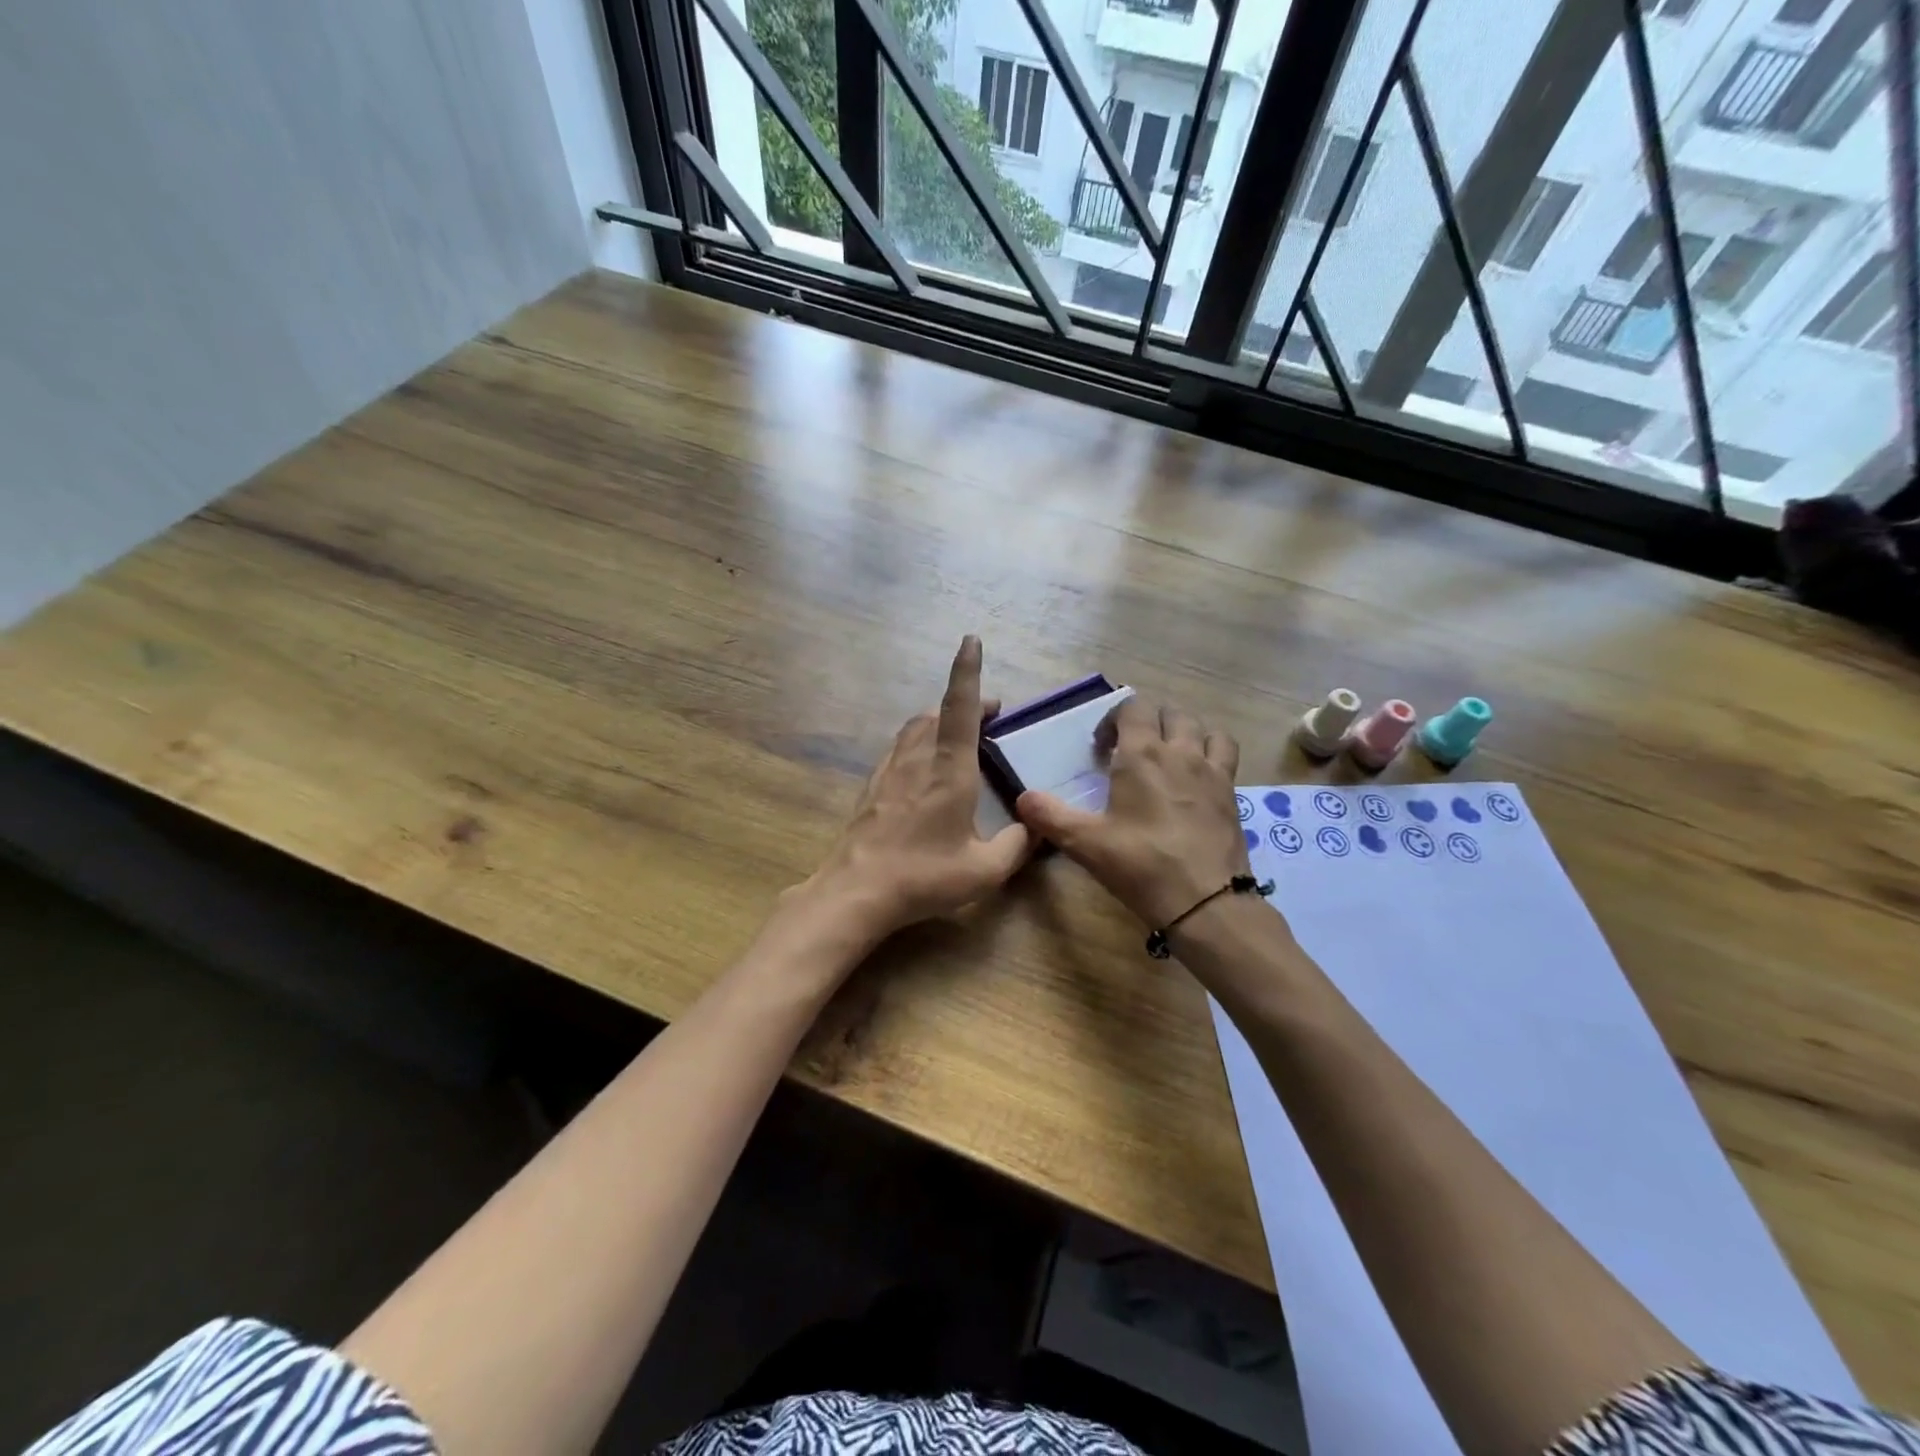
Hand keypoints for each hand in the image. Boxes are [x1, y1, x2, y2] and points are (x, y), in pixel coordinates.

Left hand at [801, 636, 1032, 943]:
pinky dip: (919, 741)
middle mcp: (918, 759)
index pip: (960, 708)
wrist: (856, 890)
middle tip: (990, 716)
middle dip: (965, 704)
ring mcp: (890, 770)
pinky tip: (925, 766)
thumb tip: (1035, 827)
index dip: (967, 672)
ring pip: (915, 727)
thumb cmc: (924, 876)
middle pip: (937, 713)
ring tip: (960, 736)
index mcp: (949, 770)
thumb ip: (1017, 846)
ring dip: (939, 720)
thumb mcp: (985, 870)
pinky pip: (900, 748)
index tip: (970, 641)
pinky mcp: (873, 786)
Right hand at [1017, 698, 1246, 928]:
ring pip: (1202, 728)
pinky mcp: (1232, 793)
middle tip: (1130, 752)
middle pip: (1169, 713)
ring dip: (1182, 732)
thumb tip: (1022, 798)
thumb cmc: (1141, 865)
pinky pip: (1225, 753)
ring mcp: (1212, 770)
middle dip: (1147, 723)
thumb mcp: (1085, 843)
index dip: (1113, 719)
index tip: (1101, 749)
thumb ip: (1050, 816)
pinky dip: (1211, 752)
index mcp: (1142, 755)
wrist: (1206, 901)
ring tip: (1168, 757)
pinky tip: (1198, 778)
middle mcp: (1180, 751)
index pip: (1132, 707)